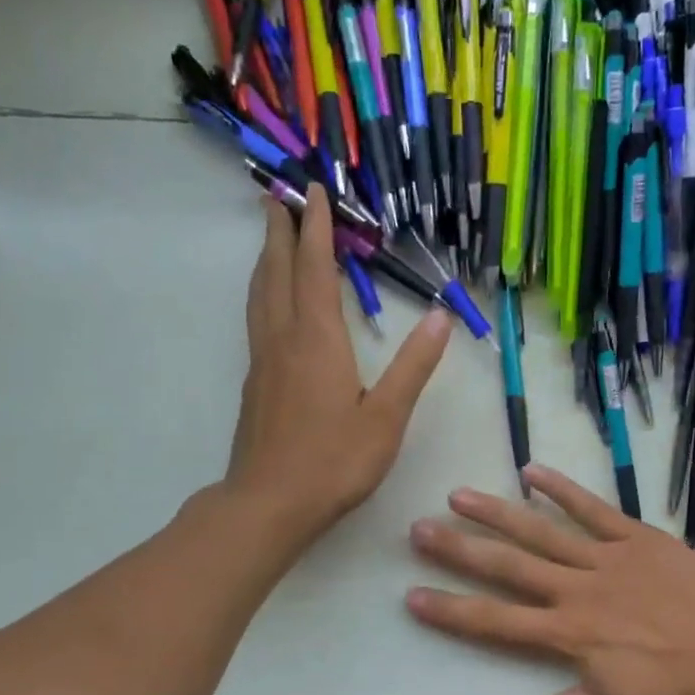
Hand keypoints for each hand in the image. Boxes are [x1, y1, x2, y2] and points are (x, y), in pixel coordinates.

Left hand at [226, 186, 450, 544]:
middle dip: (279, 231)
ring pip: (260, 295)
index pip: (314, 270)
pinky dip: (263, 292)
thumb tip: (439, 317)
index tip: (311, 191)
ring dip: (265, 259)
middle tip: (277, 196)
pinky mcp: (255, 384)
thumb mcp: (386, 417)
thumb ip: (413, 366)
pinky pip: (257, 319)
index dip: (314, 229)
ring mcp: (263, 361)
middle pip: (276, 272)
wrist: (270, 504)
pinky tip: (269, 303)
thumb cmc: (334, 462)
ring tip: (269, 236)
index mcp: (318, 341)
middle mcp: (284, 340)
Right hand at [406, 463, 694, 694]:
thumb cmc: (669, 688)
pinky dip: (563, 489)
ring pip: (541, 532)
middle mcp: (575, 591)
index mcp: (566, 634)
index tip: (411, 594)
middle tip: (419, 529)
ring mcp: (605, 558)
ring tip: (459, 495)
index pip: (494, 622)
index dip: (450, 609)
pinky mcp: (635, 536)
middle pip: (507, 567)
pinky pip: (593, 509)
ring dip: (497, 512)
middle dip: (459, 549)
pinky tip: (532, 471)